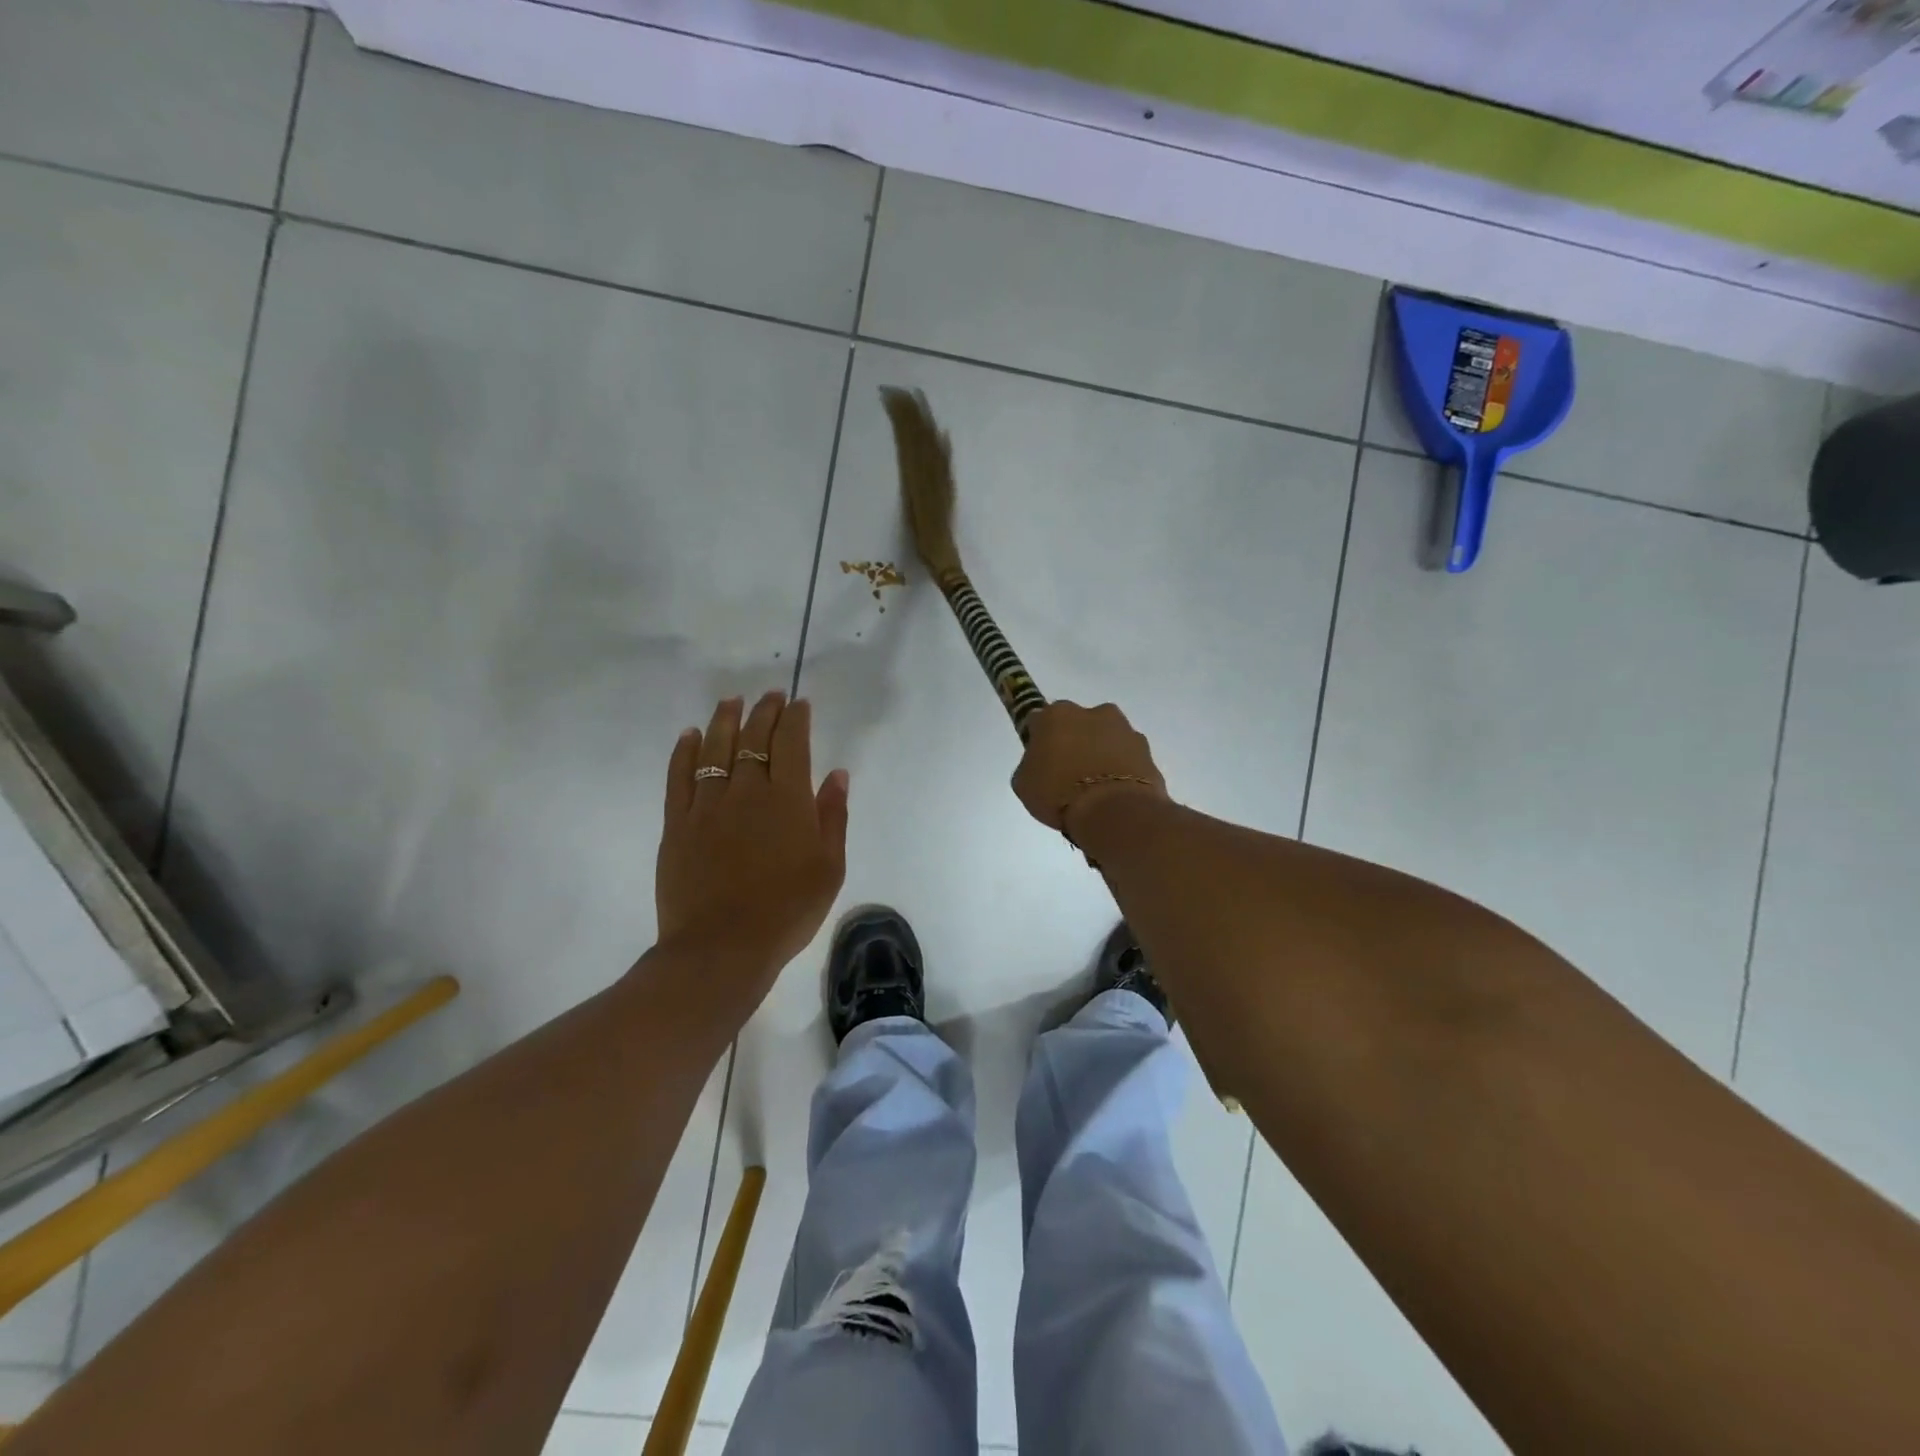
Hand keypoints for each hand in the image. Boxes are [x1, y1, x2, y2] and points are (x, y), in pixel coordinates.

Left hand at [656, 692, 848, 994]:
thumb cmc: (787, 910)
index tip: (799, 704)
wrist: (722, 948)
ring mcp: (707, 805)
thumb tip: (837, 774)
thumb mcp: (829, 868)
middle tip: (770, 696)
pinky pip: (679, 777)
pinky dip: (685, 752)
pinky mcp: (677, 824)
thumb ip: (833, 817)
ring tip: (732, 701)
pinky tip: (690, 735)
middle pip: (754, 739)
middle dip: (764, 712)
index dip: (795, 719)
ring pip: (715, 749)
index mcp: (788, 800)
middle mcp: (747, 791)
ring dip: (726, 720)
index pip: (792, 743)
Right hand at [1011, 701, 1167, 838]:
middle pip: (1078, 725)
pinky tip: (1115, 793)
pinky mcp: (1147, 751)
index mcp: (1056, 715)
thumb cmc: (1059, 794)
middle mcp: (1092, 712)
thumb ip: (1031, 763)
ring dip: (1101, 754)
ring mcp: (1124, 730)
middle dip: (1074, 742)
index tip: (1040, 762)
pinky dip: (1122, 769)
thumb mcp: (1024, 783)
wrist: (1114, 812)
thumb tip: (1042, 760)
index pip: (1040, 721)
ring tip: (1096, 788)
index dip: (1039, 742)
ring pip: (1106, 738)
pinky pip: (1127, 757)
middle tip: (1069, 774)